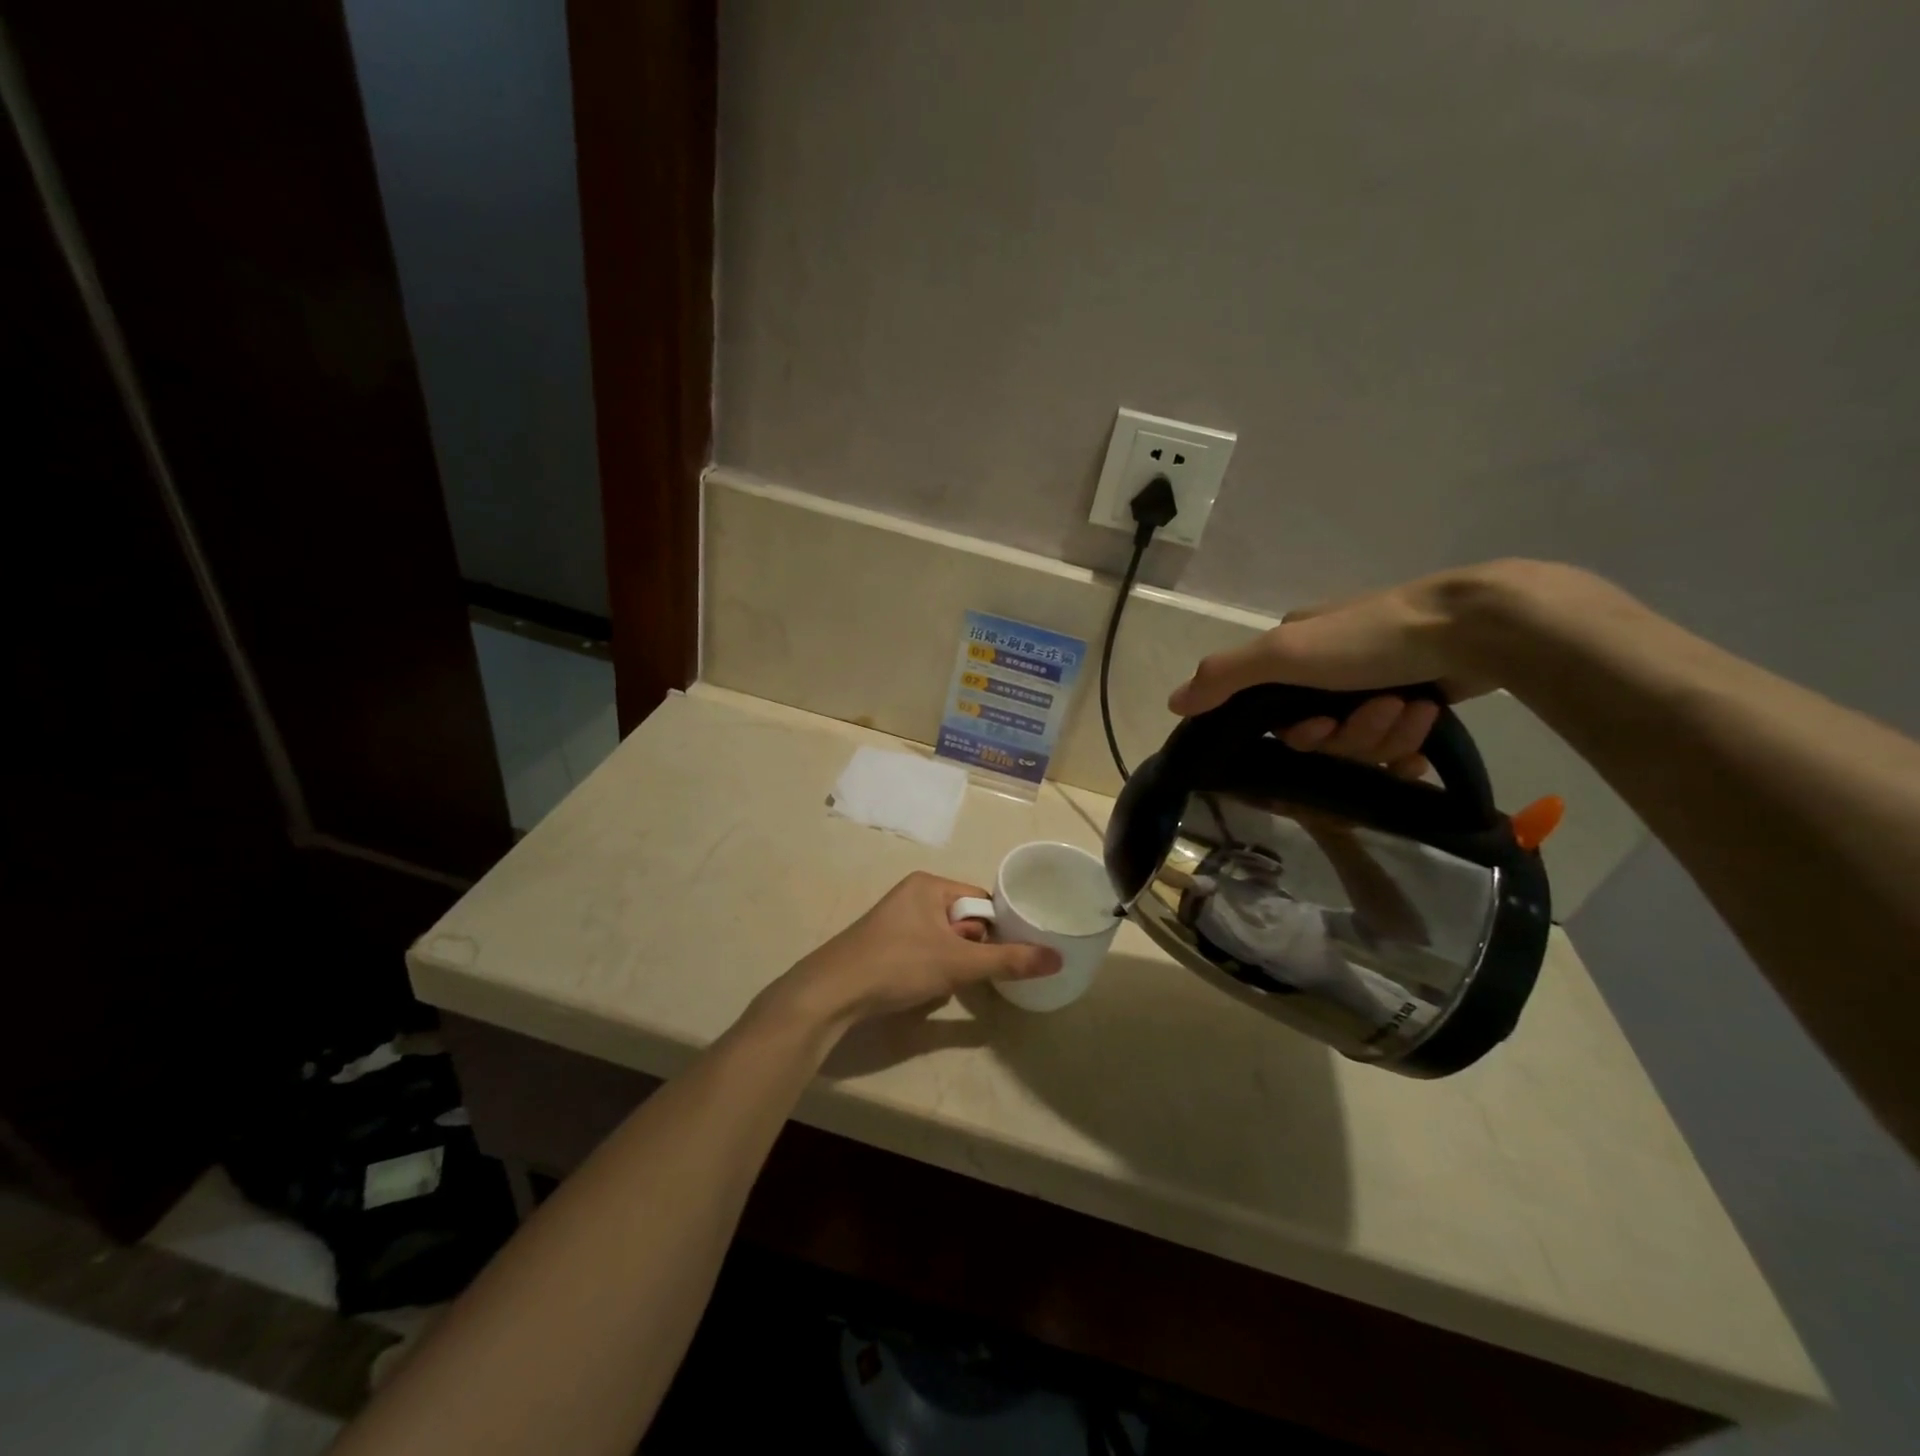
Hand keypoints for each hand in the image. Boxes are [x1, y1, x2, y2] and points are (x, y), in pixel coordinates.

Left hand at [769, 873, 1061, 1027]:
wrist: (832, 992)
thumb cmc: (898, 964)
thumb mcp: (957, 962)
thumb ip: (1008, 960)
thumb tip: (1058, 957)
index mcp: (929, 884)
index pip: (980, 900)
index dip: (996, 928)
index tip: (1006, 955)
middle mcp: (912, 894)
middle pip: (963, 920)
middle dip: (971, 949)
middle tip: (969, 972)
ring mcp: (896, 919)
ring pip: (944, 939)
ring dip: (953, 962)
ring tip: (947, 982)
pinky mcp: (884, 943)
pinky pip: (923, 950)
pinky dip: (931, 968)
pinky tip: (925, 988)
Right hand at [1165, 560, 1594, 777]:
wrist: (1477, 627)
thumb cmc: (1370, 638)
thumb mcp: (1284, 654)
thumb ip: (1225, 677)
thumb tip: (1173, 703)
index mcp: (1294, 651)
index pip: (1274, 714)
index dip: (1298, 733)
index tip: (1321, 726)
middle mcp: (1329, 666)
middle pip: (1322, 733)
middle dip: (1351, 734)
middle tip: (1379, 713)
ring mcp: (1376, 681)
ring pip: (1363, 741)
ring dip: (1386, 734)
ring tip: (1413, 709)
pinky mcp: (1417, 695)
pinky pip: (1397, 744)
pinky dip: (1410, 742)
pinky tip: (1426, 725)